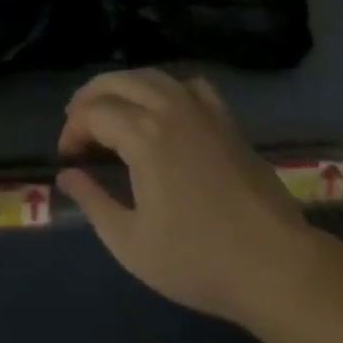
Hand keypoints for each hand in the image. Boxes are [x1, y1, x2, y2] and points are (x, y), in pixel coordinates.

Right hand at [56, 70, 312, 330]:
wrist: (276, 266)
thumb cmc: (199, 260)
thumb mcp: (132, 244)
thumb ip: (94, 203)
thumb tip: (66, 176)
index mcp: (143, 134)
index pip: (94, 113)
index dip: (73, 129)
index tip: (67, 157)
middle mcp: (168, 107)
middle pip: (118, 81)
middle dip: (90, 97)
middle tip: (76, 123)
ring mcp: (200, 108)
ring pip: (151, 76)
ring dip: (122, 86)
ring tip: (109, 109)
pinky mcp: (225, 118)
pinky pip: (187, 84)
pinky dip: (165, 87)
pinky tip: (162, 107)